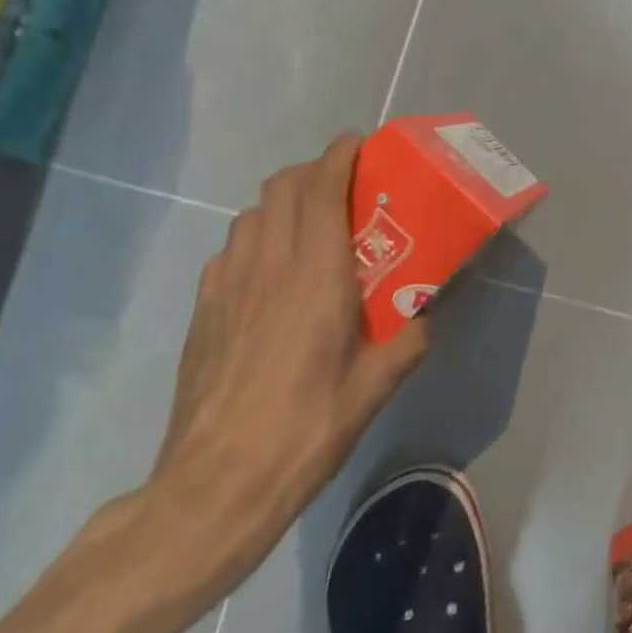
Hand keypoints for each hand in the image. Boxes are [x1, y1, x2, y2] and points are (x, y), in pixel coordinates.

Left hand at [149, 134, 428, 594]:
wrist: (215, 486)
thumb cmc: (307, 429)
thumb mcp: (377, 385)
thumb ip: (410, 337)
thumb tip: (427, 312)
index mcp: (315, 275)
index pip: (320, 188)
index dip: (339, 155)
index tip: (363, 146)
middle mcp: (268, 266)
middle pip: (282, 188)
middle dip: (315, 171)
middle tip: (349, 186)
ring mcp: (227, 286)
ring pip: (252, 214)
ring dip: (285, 203)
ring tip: (315, 225)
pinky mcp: (204, 311)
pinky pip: (232, 250)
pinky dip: (258, 239)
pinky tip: (274, 274)